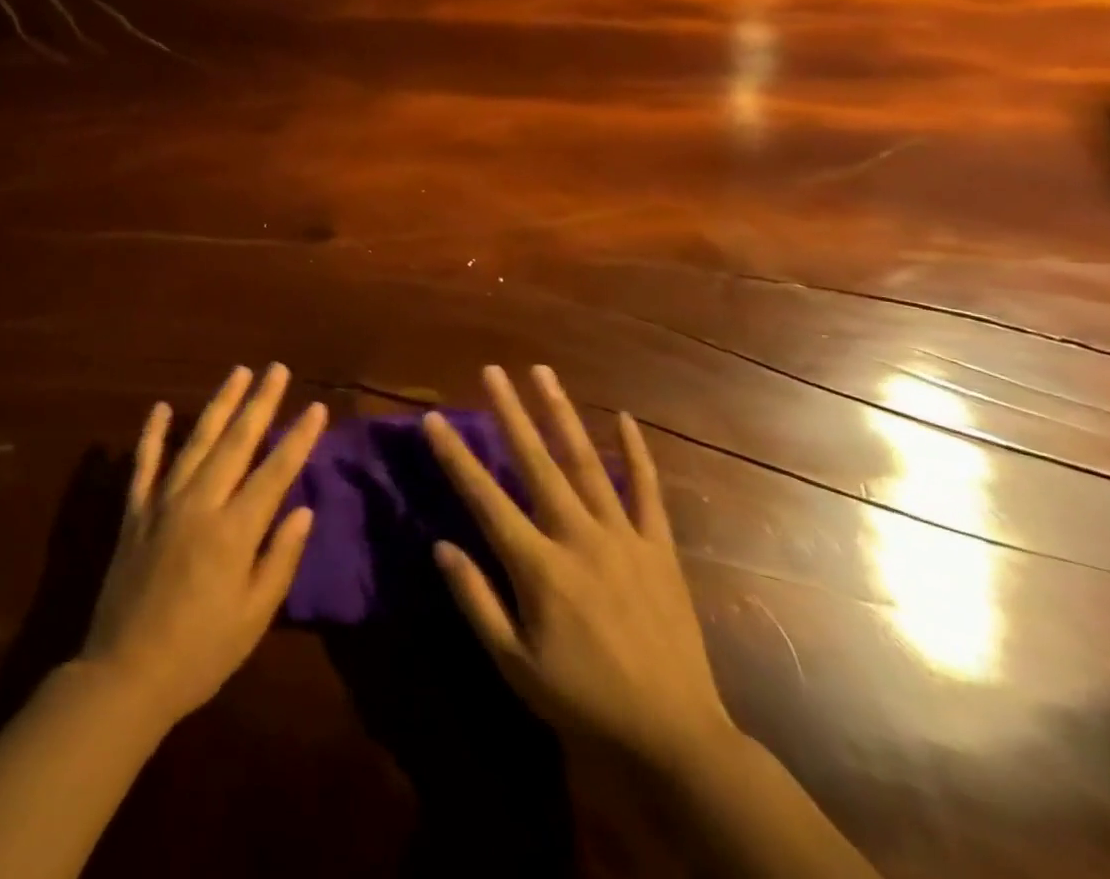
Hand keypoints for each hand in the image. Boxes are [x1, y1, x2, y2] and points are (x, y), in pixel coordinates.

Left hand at [78, 364, 326, 729]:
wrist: (126, 673)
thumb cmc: (201, 652)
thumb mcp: (254, 617)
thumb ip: (280, 558)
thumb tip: (304, 509)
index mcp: (234, 530)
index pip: (275, 471)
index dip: (298, 438)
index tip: (316, 407)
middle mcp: (200, 502)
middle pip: (237, 441)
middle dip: (260, 402)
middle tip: (276, 369)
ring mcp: (163, 501)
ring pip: (197, 440)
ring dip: (219, 404)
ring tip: (238, 373)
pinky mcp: (134, 510)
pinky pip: (144, 463)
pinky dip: (152, 433)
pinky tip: (161, 407)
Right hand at [424, 366, 736, 778]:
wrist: (676, 739)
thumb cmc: (583, 702)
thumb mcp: (514, 665)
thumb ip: (475, 600)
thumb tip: (440, 545)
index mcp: (538, 565)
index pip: (485, 497)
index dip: (455, 456)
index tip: (432, 417)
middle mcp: (578, 537)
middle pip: (536, 462)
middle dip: (510, 412)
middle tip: (492, 370)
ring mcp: (623, 537)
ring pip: (586, 462)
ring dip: (561, 414)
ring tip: (542, 373)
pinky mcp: (659, 548)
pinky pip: (648, 491)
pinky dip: (637, 452)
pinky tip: (624, 418)